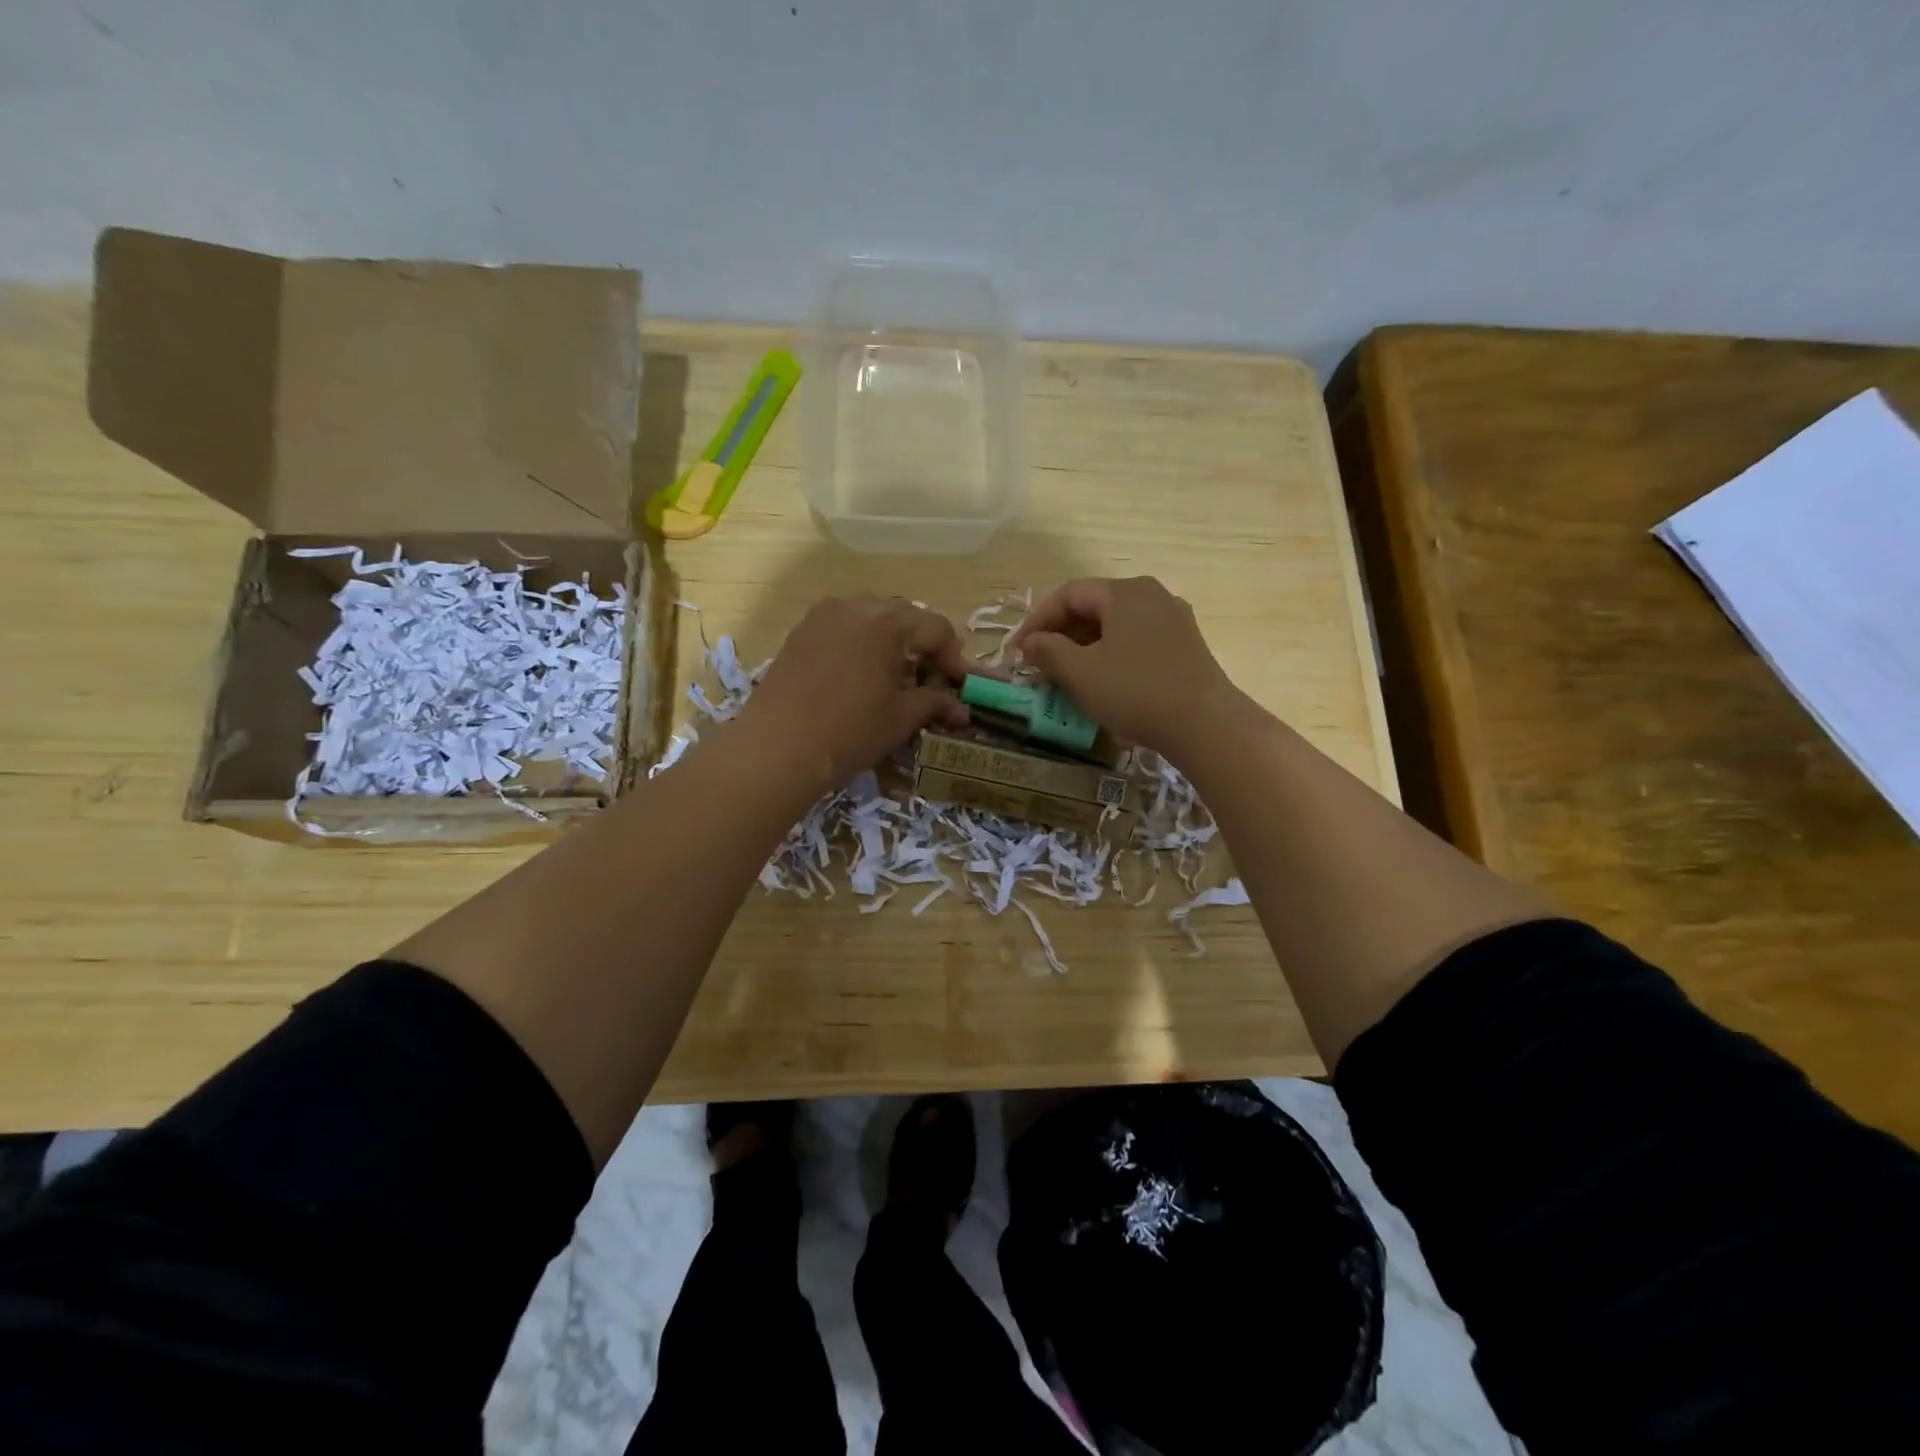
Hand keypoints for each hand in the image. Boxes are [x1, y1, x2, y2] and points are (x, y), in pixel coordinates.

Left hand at [739, 595, 973, 795]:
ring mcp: (823, 615)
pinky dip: (861, 643)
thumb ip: (935, 704)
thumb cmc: (849, 731)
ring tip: (895, 675)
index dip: (954, 657)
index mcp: (888, 621)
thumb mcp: (900, 718)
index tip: (958, 686)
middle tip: (931, 679)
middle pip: (904, 616)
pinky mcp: (800, 632)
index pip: (937, 628)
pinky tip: (860, 674)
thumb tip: (962, 709)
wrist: (777, 747)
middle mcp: (856, 606)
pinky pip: (843, 627)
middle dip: (923, 645)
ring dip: (892, 641)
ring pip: (871, 618)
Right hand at [1008, 577, 1239, 755]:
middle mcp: (1151, 595)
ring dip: (1084, 647)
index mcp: (1125, 592)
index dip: (1037, 620)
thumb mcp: (1081, 673)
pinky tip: (1102, 681)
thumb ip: (1048, 651)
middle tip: (1038, 664)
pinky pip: (1136, 641)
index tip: (1017, 651)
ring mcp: (1173, 619)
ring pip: (1115, 625)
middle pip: (1093, 607)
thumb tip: (1029, 643)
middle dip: (1060, 634)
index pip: (1068, 594)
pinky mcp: (1185, 645)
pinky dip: (1110, 655)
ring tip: (1064, 675)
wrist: (1206, 725)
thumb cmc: (1136, 692)